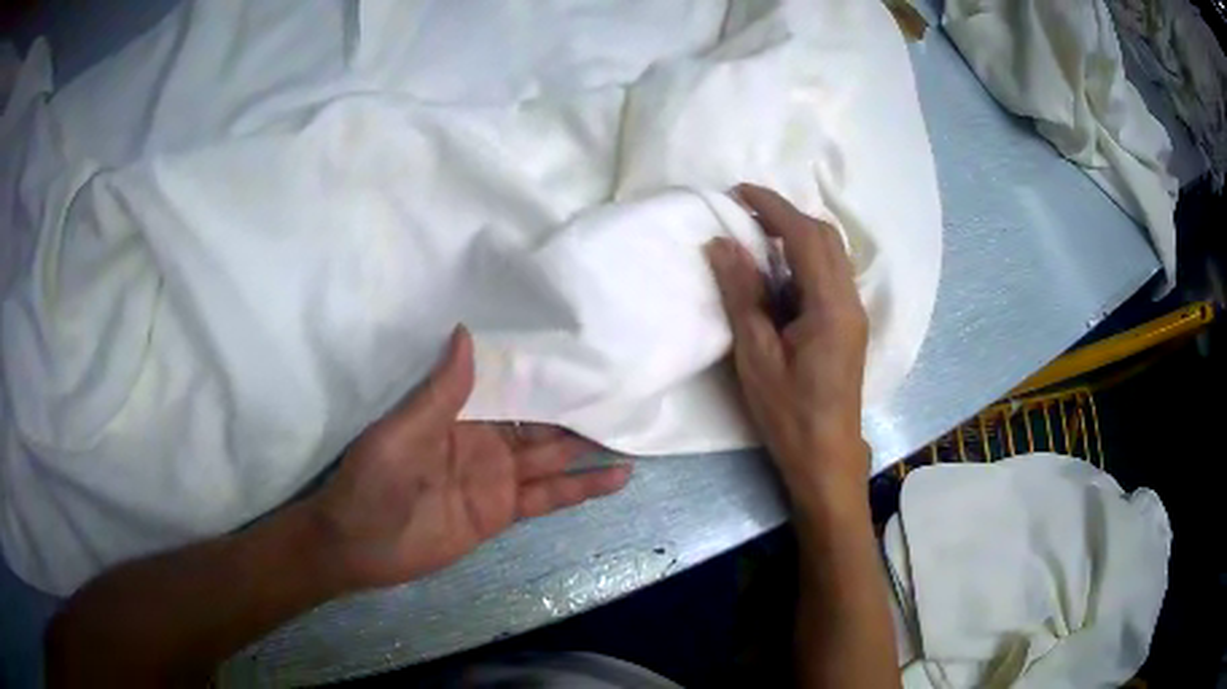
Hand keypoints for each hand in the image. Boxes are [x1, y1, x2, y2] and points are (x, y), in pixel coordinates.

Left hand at [305, 326, 631, 590]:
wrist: (358, 544)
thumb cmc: (372, 479)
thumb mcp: (401, 430)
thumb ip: (441, 391)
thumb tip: (469, 332)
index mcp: (458, 412)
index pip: (508, 384)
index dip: (541, 369)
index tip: (580, 348)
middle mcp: (484, 440)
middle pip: (539, 419)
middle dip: (575, 404)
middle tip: (622, 385)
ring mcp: (497, 477)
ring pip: (553, 455)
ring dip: (589, 444)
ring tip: (631, 426)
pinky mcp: (503, 511)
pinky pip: (550, 497)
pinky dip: (583, 488)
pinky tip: (617, 477)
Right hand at [705, 184, 869, 502]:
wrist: (827, 455)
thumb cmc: (789, 413)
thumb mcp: (756, 356)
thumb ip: (742, 295)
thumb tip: (722, 244)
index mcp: (830, 305)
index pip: (804, 237)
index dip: (772, 207)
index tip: (739, 192)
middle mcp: (850, 300)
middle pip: (826, 237)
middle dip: (786, 215)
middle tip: (745, 213)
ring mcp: (854, 312)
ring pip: (832, 254)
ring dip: (797, 235)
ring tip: (757, 237)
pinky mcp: (849, 324)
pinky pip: (831, 274)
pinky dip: (805, 258)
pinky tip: (779, 272)